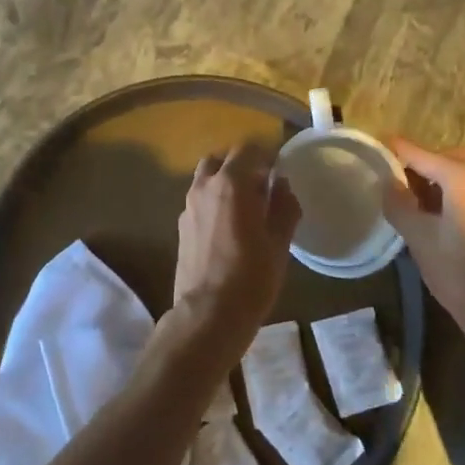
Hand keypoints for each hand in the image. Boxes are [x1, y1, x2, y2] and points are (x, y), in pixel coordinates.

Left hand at [172, 143, 299, 360]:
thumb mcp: (279, 242)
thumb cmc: (251, 277)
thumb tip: (281, 183)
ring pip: (206, 178)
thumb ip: (283, 205)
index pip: (247, 150)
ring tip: (245, 207)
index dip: (266, 156)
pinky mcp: (181, 226)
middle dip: (242, 166)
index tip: (279, 171)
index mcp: (231, 183)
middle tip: (262, 187)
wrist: (208, 314)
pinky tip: (228, 227)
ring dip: (224, 182)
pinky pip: (199, 200)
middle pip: (222, 159)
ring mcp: (188, 206)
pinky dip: (214, 201)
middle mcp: (204, 186)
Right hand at [383, 138, 464, 354]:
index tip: (376, 149)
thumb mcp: (419, 239)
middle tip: (404, 186)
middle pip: (450, 156)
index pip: (420, 153)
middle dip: (426, 163)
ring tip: (427, 204)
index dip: (395, 150)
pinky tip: (454, 219)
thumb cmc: (461, 275)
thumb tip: (389, 182)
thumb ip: (399, 204)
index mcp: (464, 177)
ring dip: (447, 176)